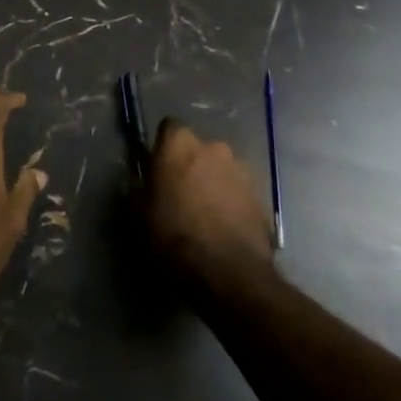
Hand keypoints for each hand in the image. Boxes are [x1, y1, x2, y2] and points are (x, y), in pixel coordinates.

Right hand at [143, 117, 275, 285]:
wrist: (227, 272)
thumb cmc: (174, 235)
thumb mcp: (139, 213)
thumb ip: (138, 187)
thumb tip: (140, 181)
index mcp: (180, 143)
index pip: (168, 128)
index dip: (163, 148)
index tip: (158, 170)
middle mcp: (214, 146)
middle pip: (198, 149)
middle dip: (190, 165)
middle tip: (181, 194)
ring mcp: (242, 170)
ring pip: (221, 170)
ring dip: (213, 183)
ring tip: (205, 215)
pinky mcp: (261, 196)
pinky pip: (239, 192)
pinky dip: (232, 203)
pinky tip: (224, 228)